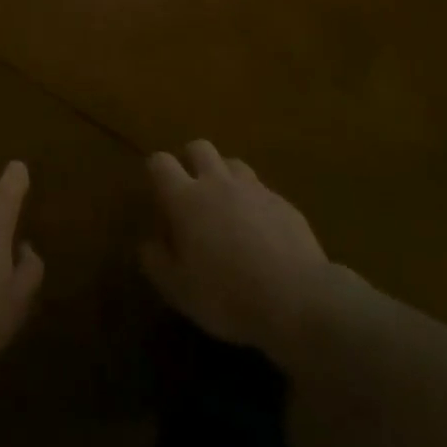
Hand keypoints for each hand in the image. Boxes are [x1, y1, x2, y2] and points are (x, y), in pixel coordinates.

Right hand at [141, 140, 332, 358]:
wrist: (297, 299)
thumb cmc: (227, 295)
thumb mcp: (179, 290)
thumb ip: (157, 262)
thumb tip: (149, 243)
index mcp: (186, 199)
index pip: (161, 162)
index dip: (156, 170)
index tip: (157, 189)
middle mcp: (218, 183)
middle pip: (199, 147)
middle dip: (191, 160)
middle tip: (191, 190)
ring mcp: (254, 189)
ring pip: (233, 163)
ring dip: (224, 176)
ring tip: (226, 206)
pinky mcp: (284, 203)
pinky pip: (262, 190)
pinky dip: (254, 201)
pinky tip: (260, 230)